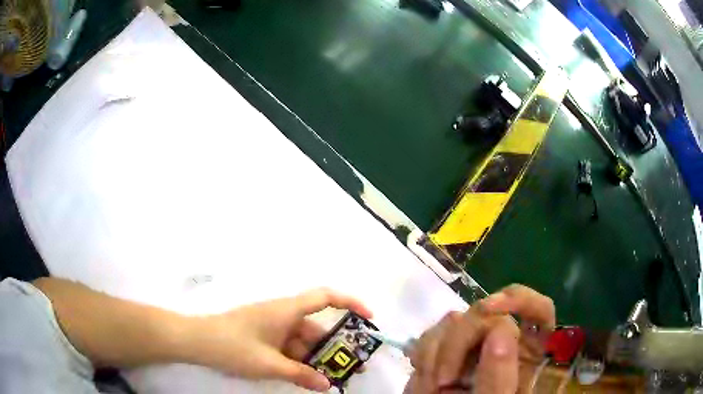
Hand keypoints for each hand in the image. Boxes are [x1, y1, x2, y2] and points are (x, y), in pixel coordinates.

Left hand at [182, 288, 371, 390]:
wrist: (197, 341)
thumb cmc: (233, 346)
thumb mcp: (269, 364)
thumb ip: (300, 374)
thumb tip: (327, 384)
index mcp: (287, 310)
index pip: (325, 297)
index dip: (350, 303)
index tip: (369, 319)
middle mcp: (283, 314)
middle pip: (316, 327)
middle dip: (335, 347)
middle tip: (352, 367)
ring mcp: (272, 326)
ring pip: (303, 341)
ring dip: (316, 358)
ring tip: (330, 378)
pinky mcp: (264, 336)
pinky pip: (289, 347)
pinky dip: (299, 360)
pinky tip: (305, 377)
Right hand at [405, 284, 554, 393]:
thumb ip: (500, 374)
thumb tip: (499, 329)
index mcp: (528, 352)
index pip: (539, 310)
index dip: (519, 299)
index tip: (487, 308)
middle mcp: (502, 342)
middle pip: (485, 313)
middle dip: (459, 342)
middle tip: (445, 380)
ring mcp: (473, 346)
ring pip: (454, 320)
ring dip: (437, 353)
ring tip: (433, 387)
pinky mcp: (446, 350)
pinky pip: (432, 336)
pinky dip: (424, 356)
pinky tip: (425, 380)